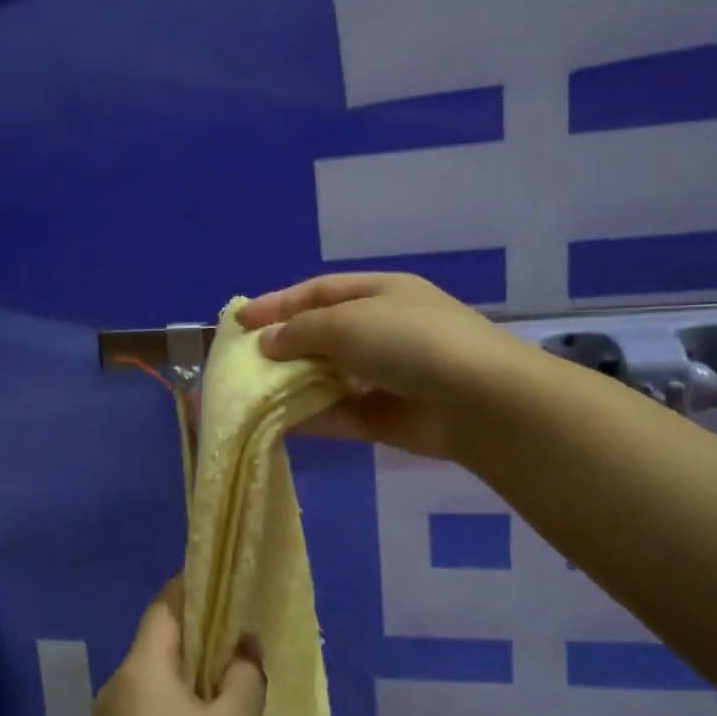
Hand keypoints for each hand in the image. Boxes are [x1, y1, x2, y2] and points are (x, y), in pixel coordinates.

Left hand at [88, 579, 265, 715]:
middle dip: (197, 633)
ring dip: (186, 670)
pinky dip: (173, 699)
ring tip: (228, 679)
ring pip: (152, 676)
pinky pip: (145, 705)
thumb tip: (243, 646)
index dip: (192, 588)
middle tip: (238, 635)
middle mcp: (116, 686)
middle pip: (158, 641)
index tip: (222, 580)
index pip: (165, 608)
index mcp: (141, 669)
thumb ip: (245, 673)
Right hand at [237, 272, 521, 459]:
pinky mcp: (386, 418)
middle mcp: (382, 331)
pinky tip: (276, 423)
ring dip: (292, 385)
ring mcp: (385, 376)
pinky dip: (310, 417)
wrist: (477, 399)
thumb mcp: (349, 322)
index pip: (318, 292)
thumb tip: (267, 343)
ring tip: (250, 394)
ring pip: (328, 378)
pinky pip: (339, 413)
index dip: (278, 304)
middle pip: (321, 335)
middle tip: (241, 362)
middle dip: (282, 347)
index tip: (239, 322)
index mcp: (380, 293)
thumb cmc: (410, 341)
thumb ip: (302, 331)